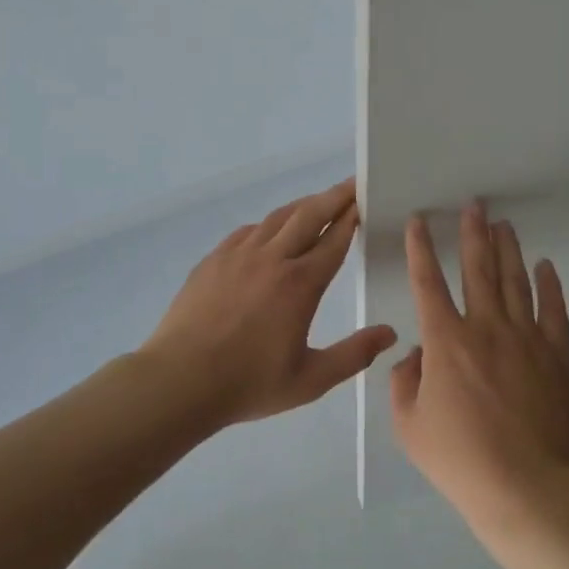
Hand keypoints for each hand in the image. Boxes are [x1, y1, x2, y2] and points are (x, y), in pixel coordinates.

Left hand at [142, 178, 397, 426]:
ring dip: (302, 206)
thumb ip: (353, 355)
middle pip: (309, 215)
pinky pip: (248, 231)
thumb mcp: (310, 380)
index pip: (334, 240)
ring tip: (317, 202)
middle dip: (334, 197)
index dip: (352, 218)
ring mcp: (238, 255)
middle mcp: (272, 259)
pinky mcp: (213, 259)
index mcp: (300, 284)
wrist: (180, 379)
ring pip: (277, 218)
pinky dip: (269, 224)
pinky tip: (270, 231)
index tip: (364, 201)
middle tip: (351, 185)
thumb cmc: (248, 383)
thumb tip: (389, 333)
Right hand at [391, 201, 568, 527]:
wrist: (524, 485)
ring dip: (508, 249)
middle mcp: (485, 328)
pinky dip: (550, 285)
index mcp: (445, 341)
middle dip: (472, 233)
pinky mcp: (556, 356)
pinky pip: (554, 311)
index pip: (428, 282)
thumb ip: (403, 382)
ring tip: (503, 224)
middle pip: (478, 269)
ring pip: (515, 281)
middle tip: (473, 205)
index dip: (421, 248)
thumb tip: (418, 355)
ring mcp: (525, 339)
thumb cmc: (459, 458)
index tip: (421, 221)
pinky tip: (546, 266)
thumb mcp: (408, 425)